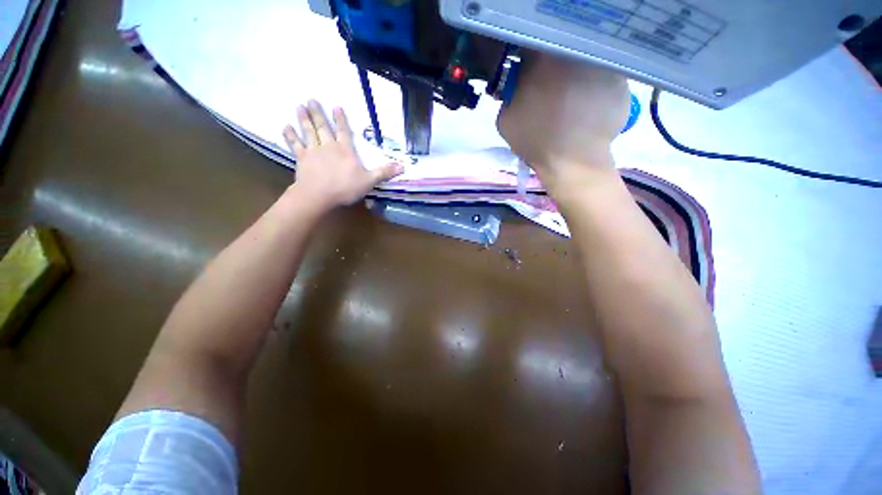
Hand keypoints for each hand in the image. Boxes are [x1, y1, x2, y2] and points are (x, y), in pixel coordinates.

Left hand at [283, 100, 402, 211]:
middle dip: (318, 113)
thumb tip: (403, 166)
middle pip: (323, 127)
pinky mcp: (301, 159)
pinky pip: (295, 145)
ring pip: (308, 131)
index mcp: (345, 150)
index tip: (336, 106)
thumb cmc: (345, 187)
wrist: (319, 195)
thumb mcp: (369, 181)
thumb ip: (384, 172)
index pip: (344, 131)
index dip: (341, 119)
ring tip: (300, 106)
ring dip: (304, 119)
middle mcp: (329, 146)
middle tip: (311, 100)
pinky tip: (286, 126)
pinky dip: (290, 135)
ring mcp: (313, 151)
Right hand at [497, 53, 630, 192]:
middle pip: (561, 51)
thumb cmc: (536, 142)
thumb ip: (508, 96)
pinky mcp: (619, 78)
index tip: (530, 78)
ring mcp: (600, 63)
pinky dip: (594, 86)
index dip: (530, 63)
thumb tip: (515, 86)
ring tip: (571, 102)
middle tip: (551, 89)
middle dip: (553, 67)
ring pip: (583, 61)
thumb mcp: (506, 121)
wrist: (572, 161)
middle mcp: (572, 53)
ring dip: (575, 75)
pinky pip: (602, 75)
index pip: (532, 47)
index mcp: (540, 61)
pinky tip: (588, 106)